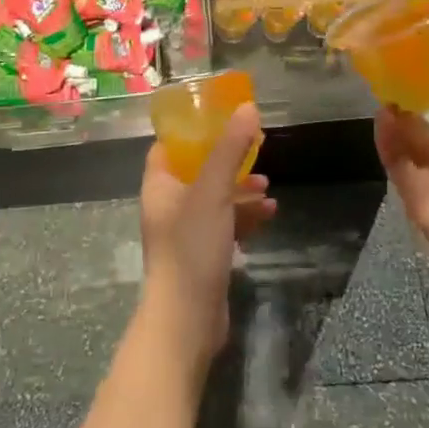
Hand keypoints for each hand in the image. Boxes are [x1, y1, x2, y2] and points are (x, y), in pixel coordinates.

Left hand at [138, 103, 275, 369]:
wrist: (187, 320)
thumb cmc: (192, 246)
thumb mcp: (213, 191)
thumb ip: (230, 149)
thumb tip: (247, 106)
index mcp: (159, 185)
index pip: (169, 146)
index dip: (191, 130)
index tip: (220, 118)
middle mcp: (168, 205)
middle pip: (197, 171)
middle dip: (226, 160)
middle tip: (253, 149)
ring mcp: (186, 232)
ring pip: (215, 199)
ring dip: (240, 190)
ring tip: (267, 186)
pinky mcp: (203, 255)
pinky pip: (225, 225)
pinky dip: (244, 217)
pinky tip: (269, 213)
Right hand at [375, 86, 428, 317]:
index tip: (416, 68)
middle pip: (426, 133)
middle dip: (410, 106)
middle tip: (391, 75)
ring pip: (409, 147)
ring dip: (396, 122)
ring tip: (383, 91)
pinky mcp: (416, 203)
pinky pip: (399, 168)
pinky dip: (388, 143)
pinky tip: (382, 117)